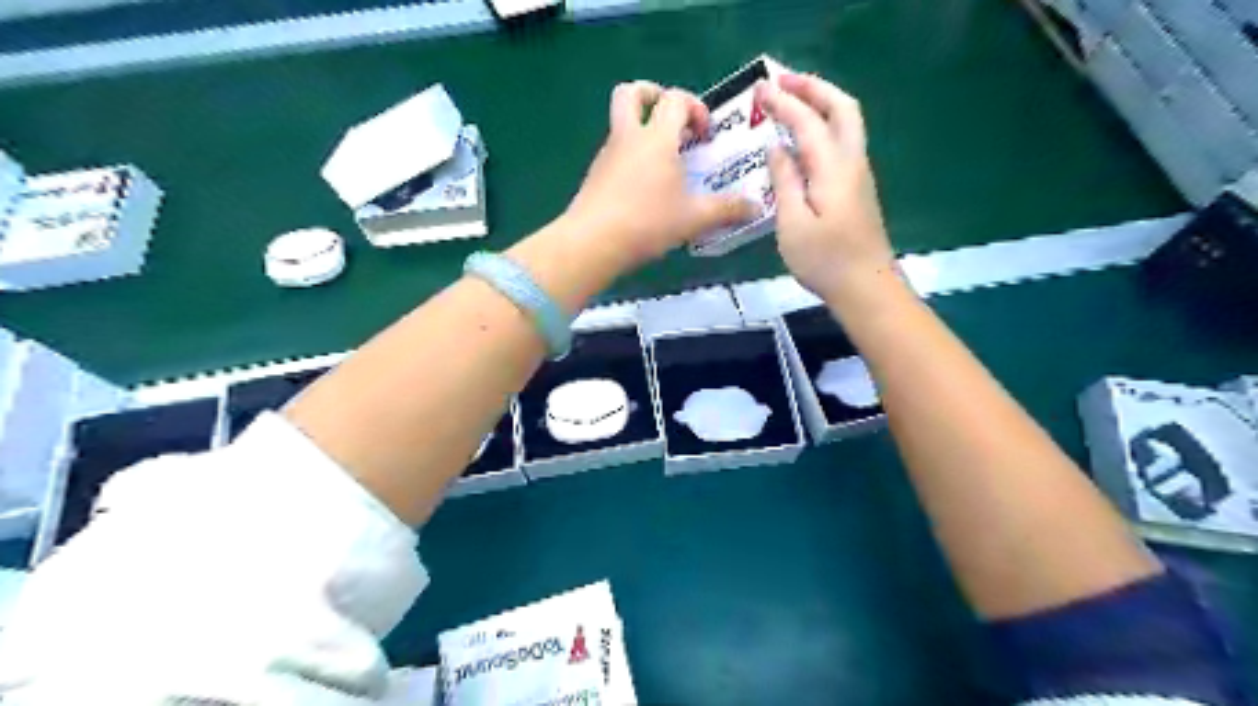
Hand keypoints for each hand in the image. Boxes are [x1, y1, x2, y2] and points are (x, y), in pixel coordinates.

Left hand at [563, 79, 756, 268]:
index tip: (705, 134)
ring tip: (665, 163)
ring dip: (642, 131)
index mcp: (656, 137)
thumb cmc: (647, 222)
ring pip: (621, 124)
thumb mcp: (693, 218)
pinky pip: (615, 153)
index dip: (695, 107)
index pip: (675, 99)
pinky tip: (645, 189)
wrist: (592, 242)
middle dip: (653, 95)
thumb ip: (726, 210)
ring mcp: (607, 155)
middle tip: (672, 120)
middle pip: (631, 93)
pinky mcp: (595, 176)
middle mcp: (628, 137)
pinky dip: (632, 158)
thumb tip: (756, 207)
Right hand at [750, 73, 898, 306]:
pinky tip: (803, 141)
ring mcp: (859, 175)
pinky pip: (842, 143)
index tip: (761, 88)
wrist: (866, 287)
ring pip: (847, 123)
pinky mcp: (857, 190)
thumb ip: (785, 181)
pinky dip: (824, 127)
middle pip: (842, 108)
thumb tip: (777, 148)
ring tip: (792, 100)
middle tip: (784, 81)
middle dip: (814, 88)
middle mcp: (852, 162)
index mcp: (833, 168)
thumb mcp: (792, 224)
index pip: (808, 122)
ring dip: (822, 103)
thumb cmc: (825, 260)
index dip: (784, 102)